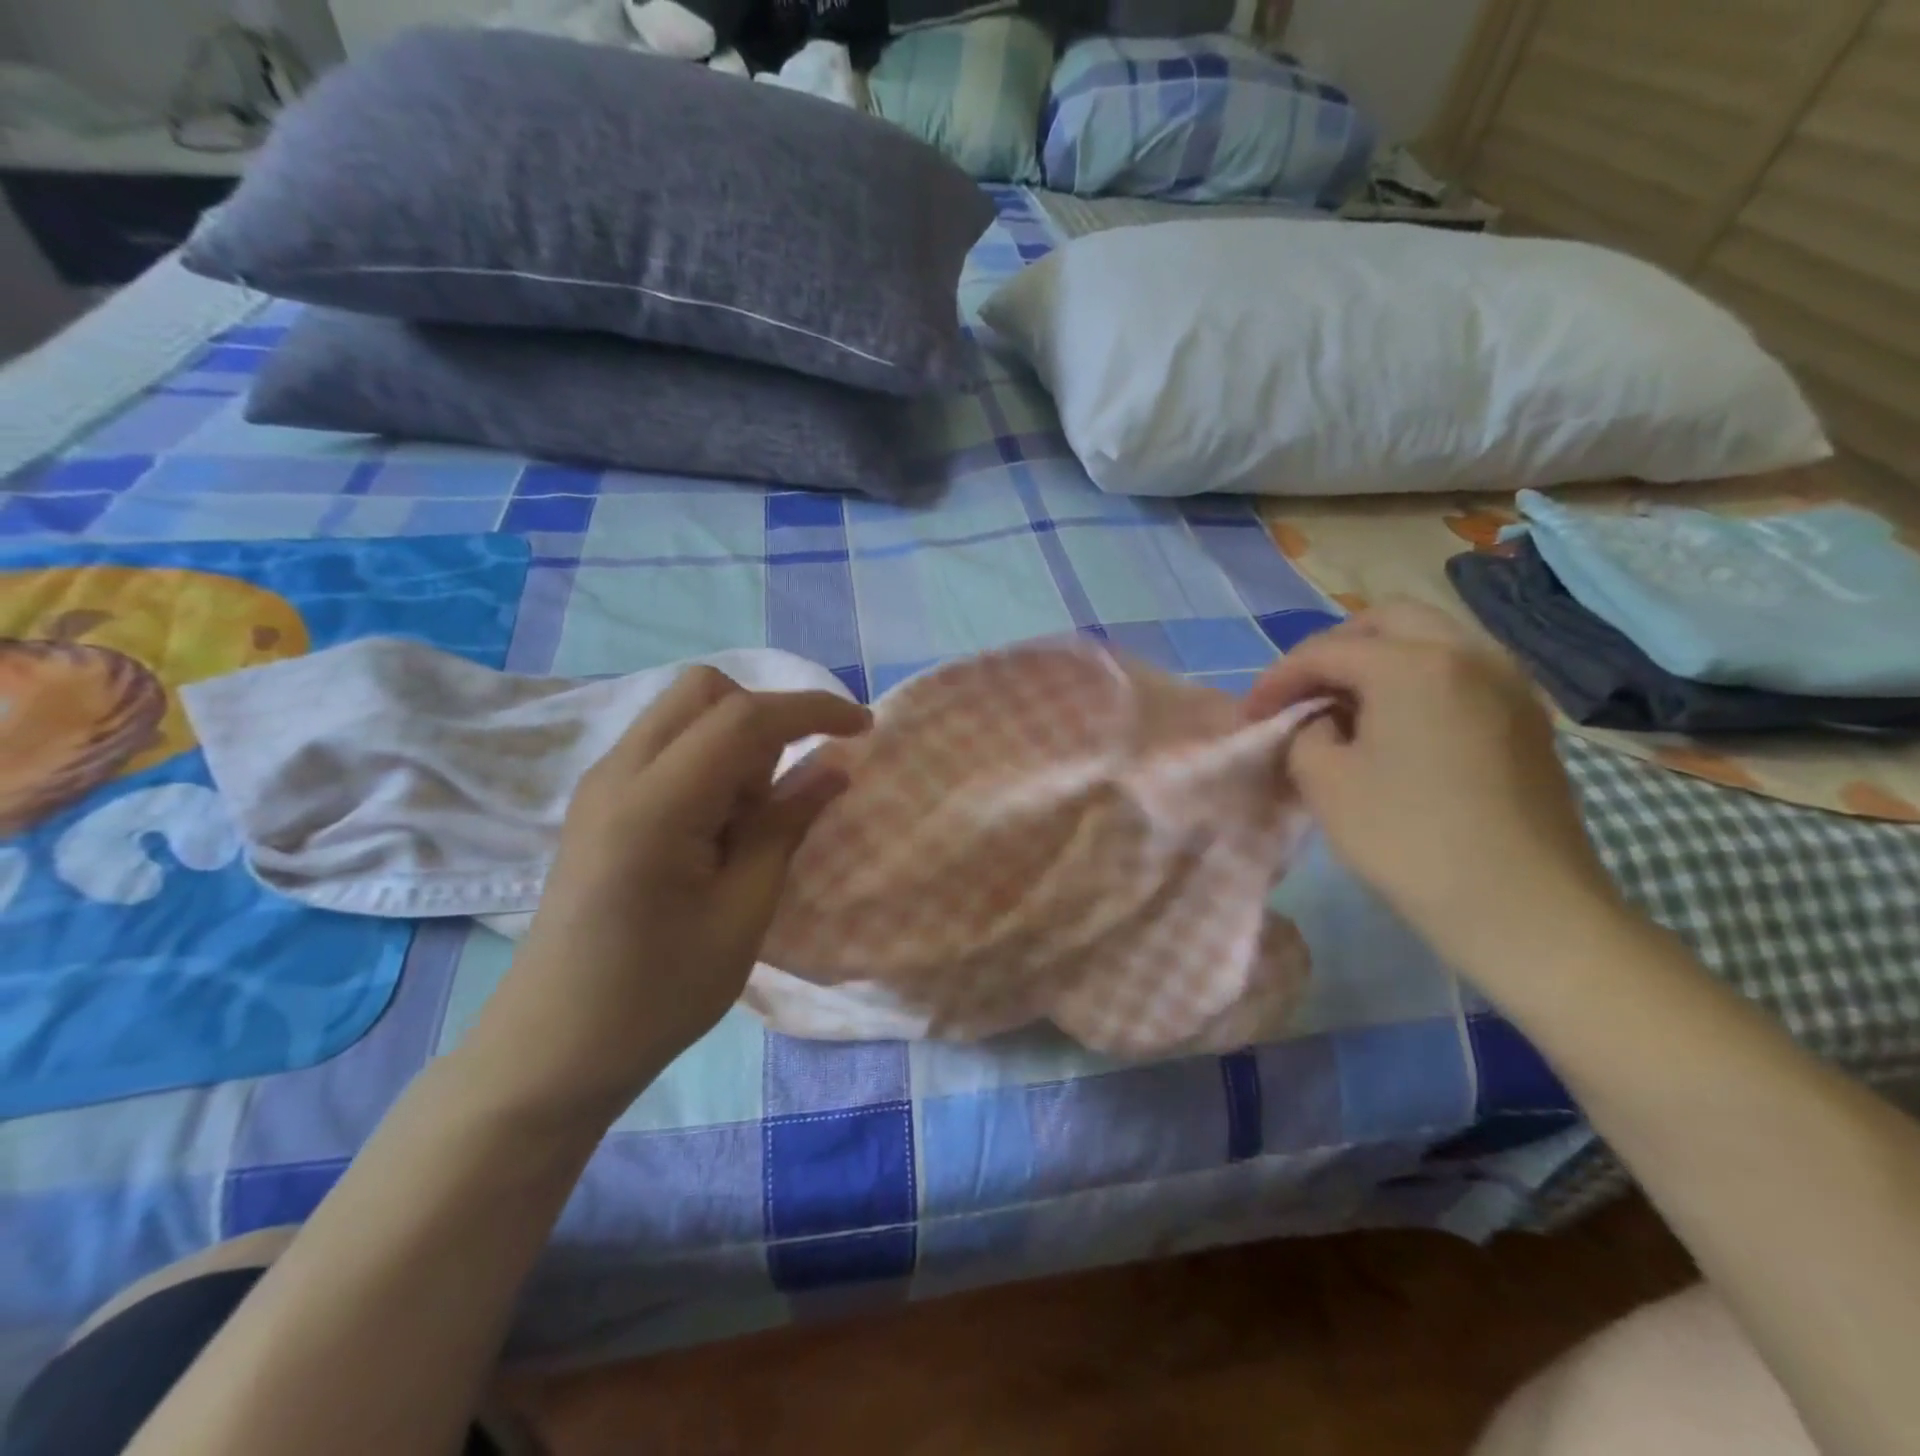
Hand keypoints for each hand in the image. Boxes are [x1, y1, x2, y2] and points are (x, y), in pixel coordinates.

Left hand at [467, 667, 869, 1117]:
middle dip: (766, 716)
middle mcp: (618, 773)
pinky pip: (666, 745)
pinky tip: (716, 827)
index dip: (812, 710)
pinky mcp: (598, 801)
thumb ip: (786, 827)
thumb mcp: (742, 915)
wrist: (552, 1048)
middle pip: (705, 691)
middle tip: (788, 784)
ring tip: (748, 820)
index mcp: (655, 805)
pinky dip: (709, 760)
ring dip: (736, 740)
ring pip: (684, 712)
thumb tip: (833, 766)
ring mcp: (600, 784)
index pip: (743, 717)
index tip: (864, 727)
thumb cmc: (658, 995)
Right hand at [1246, 600, 1622, 971]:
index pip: (1326, 651)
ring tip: (1345, 706)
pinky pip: (1460, 670)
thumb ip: (1305, 733)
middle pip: (1386, 621)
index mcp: (1413, 663)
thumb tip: (1322, 721)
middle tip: (1301, 692)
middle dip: (1333, 649)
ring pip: (1430, 639)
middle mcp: (1468, 653)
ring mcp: (1508, 682)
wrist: (1523, 907)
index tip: (1250, 714)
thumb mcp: (1324, 782)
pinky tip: (1396, 724)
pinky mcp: (1526, 716)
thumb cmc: (1409, 840)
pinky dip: (1417, 678)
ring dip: (1378, 659)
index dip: (1277, 678)